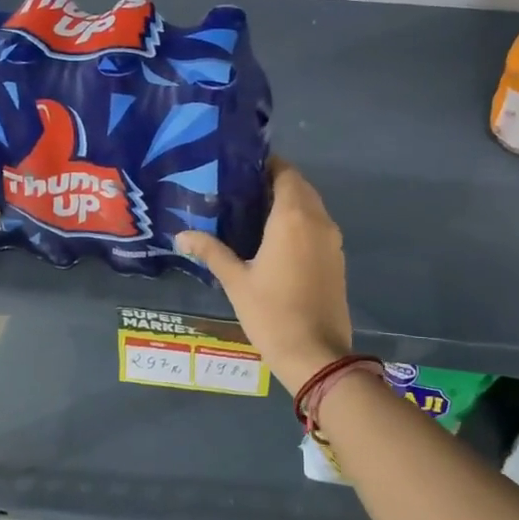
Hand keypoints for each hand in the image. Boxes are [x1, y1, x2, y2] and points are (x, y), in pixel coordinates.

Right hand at [175, 157, 351, 394]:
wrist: (316, 353)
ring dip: (290, 203)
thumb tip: (181, 235)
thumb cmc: (272, 313)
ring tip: (255, 213)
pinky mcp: (337, 258)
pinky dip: (301, 223)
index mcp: (293, 217)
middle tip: (242, 191)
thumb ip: (211, 251)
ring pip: (312, 207)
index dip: (266, 165)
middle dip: (275, 183)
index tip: (241, 169)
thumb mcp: (236, 281)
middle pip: (300, 187)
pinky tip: (276, 240)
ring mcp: (332, 240)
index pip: (285, 173)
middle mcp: (318, 220)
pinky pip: (318, 227)